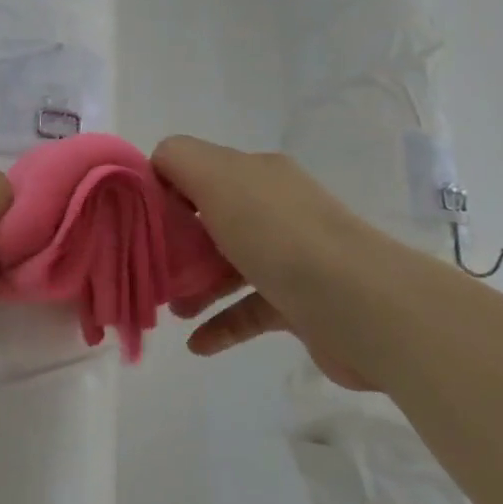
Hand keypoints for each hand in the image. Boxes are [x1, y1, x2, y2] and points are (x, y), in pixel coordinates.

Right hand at [152, 136, 378, 390]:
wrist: (362, 305)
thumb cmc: (279, 236)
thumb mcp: (218, 178)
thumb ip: (179, 159)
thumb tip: (158, 167)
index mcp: (257, 174)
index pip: (198, 171)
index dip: (165, 192)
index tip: (140, 222)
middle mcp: (276, 208)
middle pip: (212, 219)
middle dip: (177, 244)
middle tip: (151, 270)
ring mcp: (292, 256)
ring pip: (230, 265)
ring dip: (196, 285)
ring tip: (170, 309)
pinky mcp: (301, 302)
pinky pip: (250, 309)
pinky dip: (222, 324)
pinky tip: (196, 344)